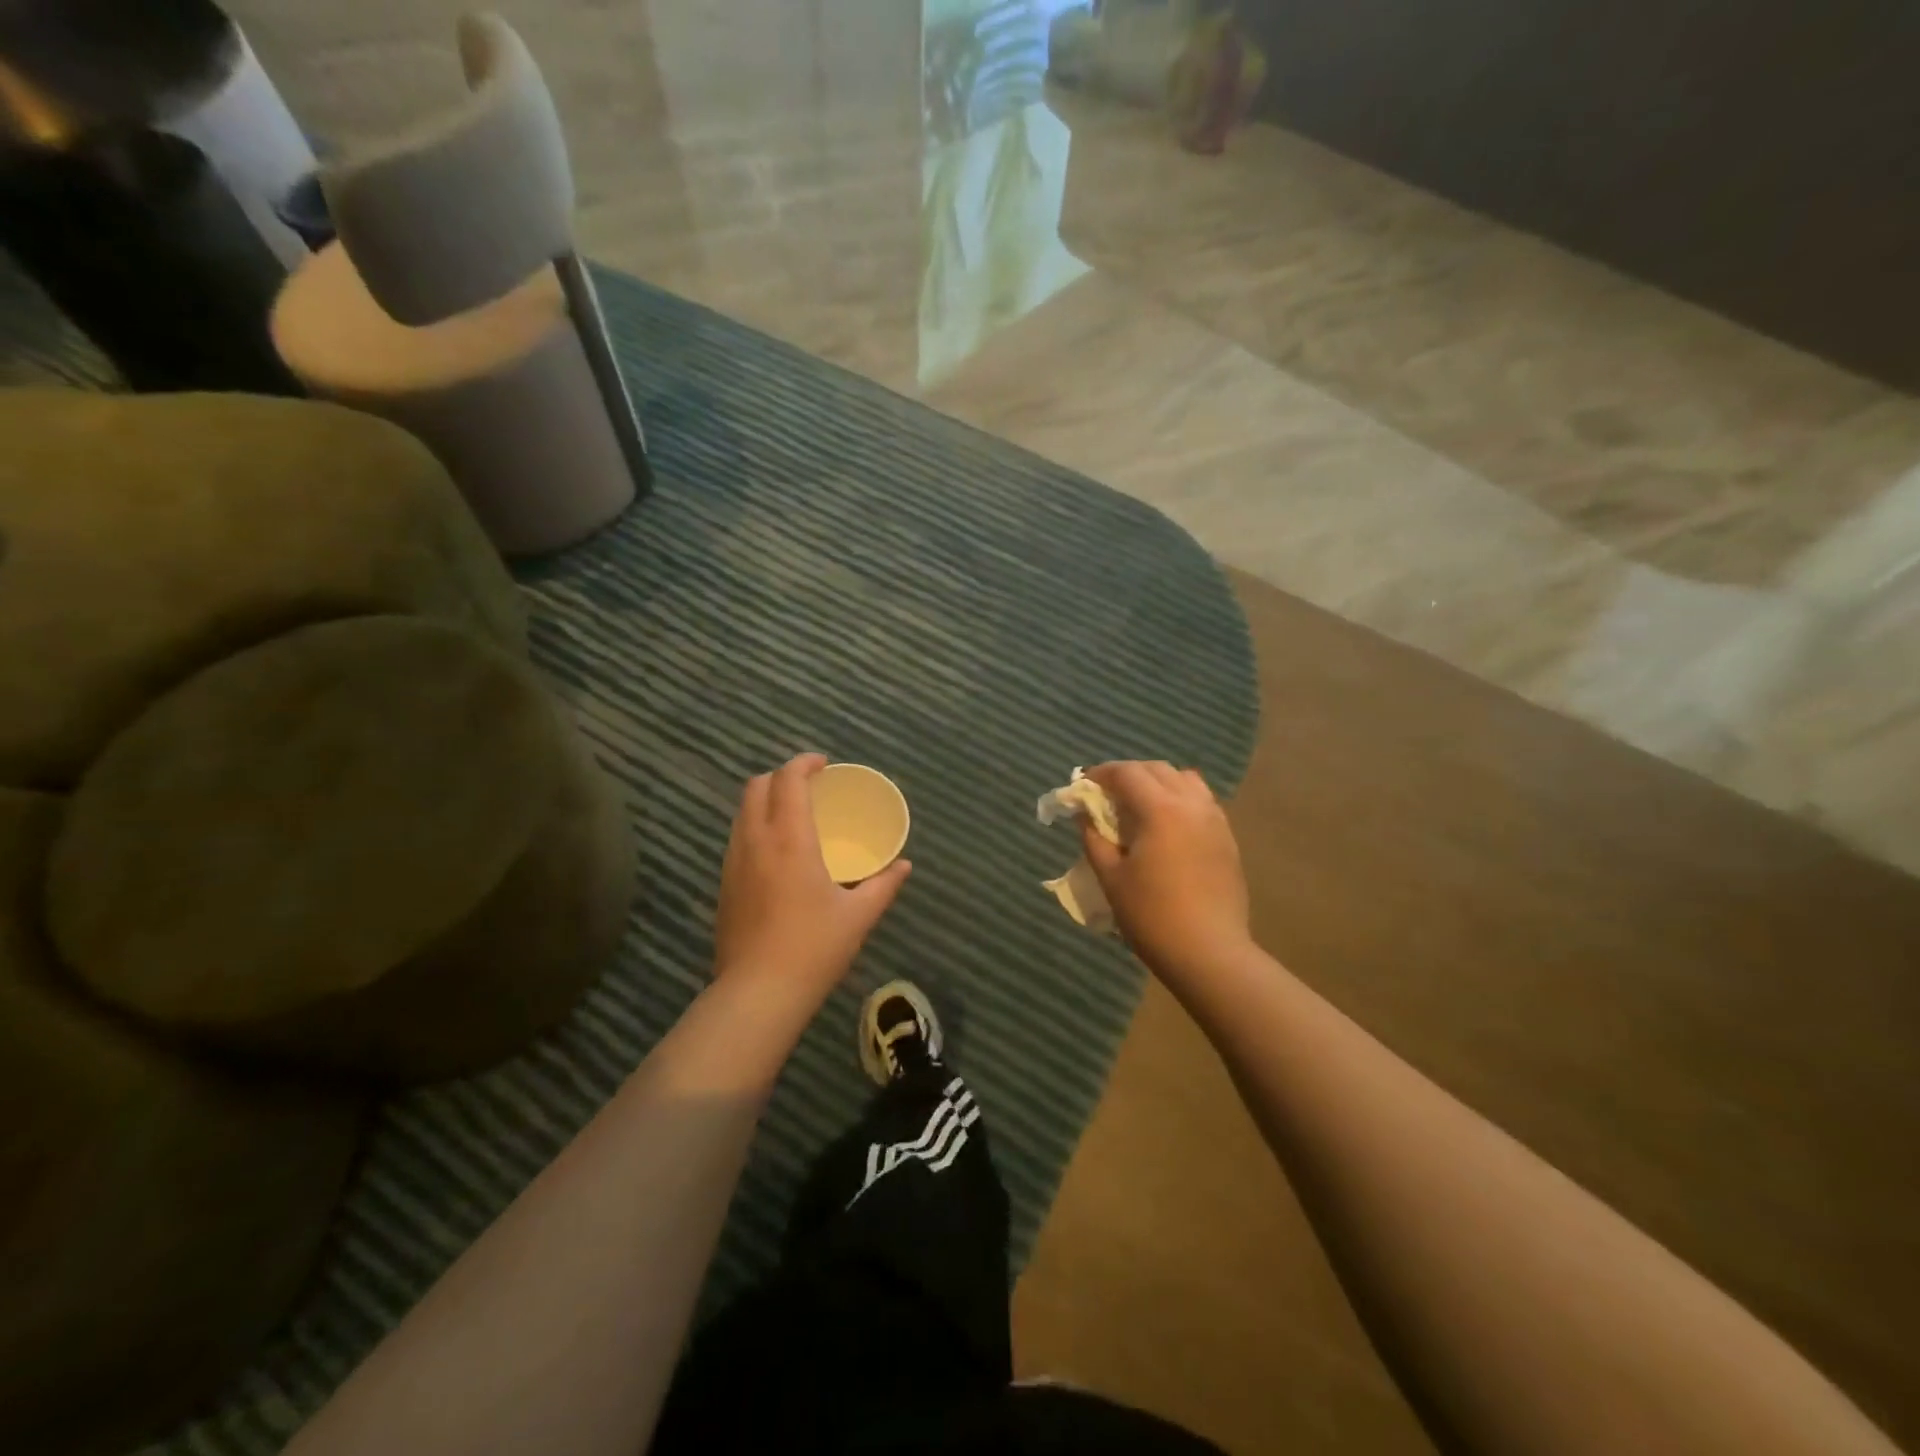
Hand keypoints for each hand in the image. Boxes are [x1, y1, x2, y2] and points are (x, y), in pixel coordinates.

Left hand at [713, 754, 911, 1006]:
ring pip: (742, 811)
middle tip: (810, 786)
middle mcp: (755, 841)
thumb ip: (884, 885)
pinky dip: (756, 825)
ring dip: (766, 800)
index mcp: (790, 840)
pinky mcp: (724, 884)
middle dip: (782, 776)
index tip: (824, 765)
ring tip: (793, 814)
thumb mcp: (858, 916)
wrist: (757, 994)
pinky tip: (777, 851)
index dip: (804, 763)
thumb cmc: (814, 949)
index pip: (788, 780)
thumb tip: (904, 866)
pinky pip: (737, 837)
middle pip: (757, 787)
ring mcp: (734, 863)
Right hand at [1082, 761, 1250, 980]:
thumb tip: (1085, 814)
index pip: (1127, 772)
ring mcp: (1215, 820)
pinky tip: (1167, 827)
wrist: (1209, 953)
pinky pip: (1202, 802)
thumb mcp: (1111, 877)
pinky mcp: (1227, 839)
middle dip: (1129, 775)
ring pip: (1185, 780)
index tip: (1084, 785)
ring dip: (1158, 783)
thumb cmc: (1152, 916)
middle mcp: (1192, 804)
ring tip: (1140, 806)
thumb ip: (1094, 838)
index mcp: (1160, 809)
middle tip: (1107, 795)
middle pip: (1157, 770)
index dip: (1102, 773)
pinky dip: (1180, 800)